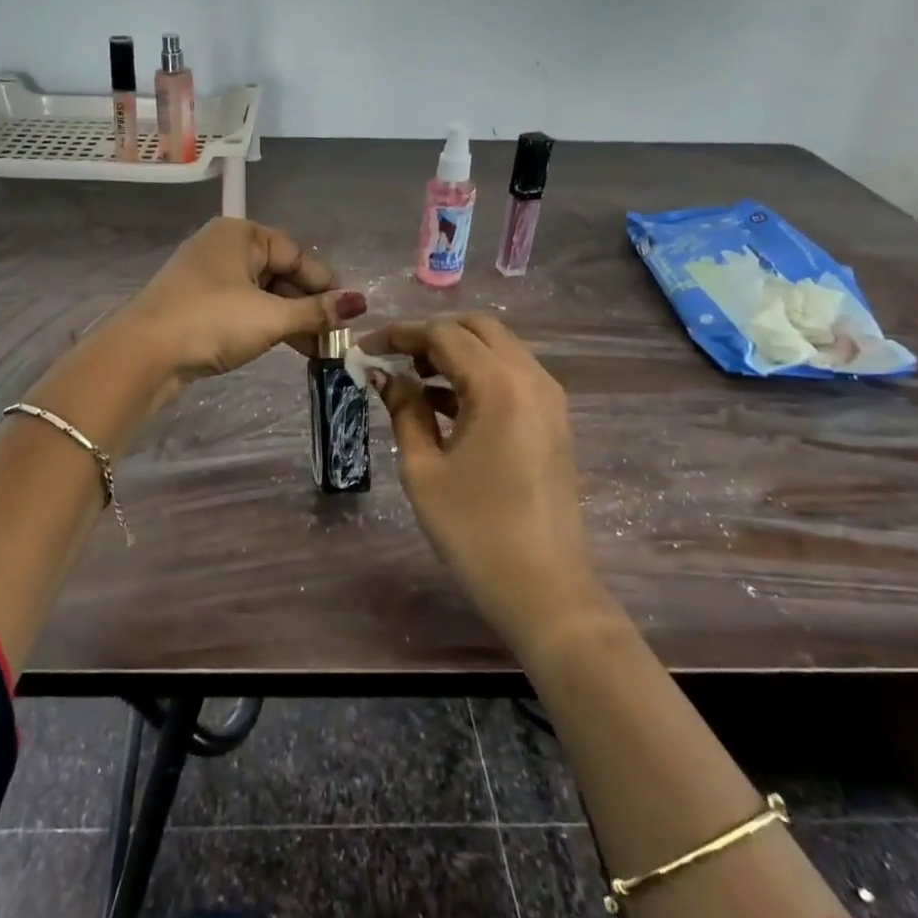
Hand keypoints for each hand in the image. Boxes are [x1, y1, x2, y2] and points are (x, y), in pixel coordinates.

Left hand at [110, 219, 366, 390]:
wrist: (143, 355)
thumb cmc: (212, 322)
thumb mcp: (271, 316)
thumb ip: (316, 310)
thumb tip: (360, 302)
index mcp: (240, 234)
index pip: (296, 253)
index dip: (324, 283)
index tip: (349, 313)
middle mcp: (223, 248)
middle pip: (279, 273)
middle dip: (309, 305)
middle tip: (336, 336)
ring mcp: (207, 279)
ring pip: (261, 294)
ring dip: (291, 320)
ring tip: (319, 349)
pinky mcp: (197, 307)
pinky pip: (243, 310)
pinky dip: (266, 326)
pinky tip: (287, 346)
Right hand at [360, 314, 607, 652]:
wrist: (545, 589)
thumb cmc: (475, 531)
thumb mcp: (424, 469)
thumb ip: (405, 410)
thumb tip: (386, 375)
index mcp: (499, 385)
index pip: (443, 334)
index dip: (399, 334)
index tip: (364, 348)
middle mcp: (532, 377)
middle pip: (477, 328)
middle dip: (430, 334)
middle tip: (392, 359)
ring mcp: (549, 397)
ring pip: (498, 348)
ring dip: (455, 352)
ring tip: (412, 380)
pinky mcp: (553, 419)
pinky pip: (511, 375)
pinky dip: (477, 374)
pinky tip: (444, 403)